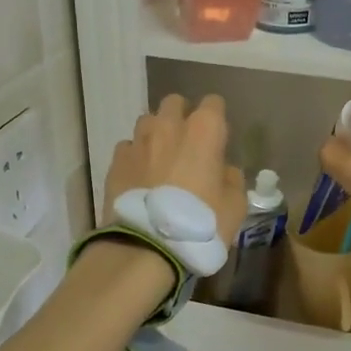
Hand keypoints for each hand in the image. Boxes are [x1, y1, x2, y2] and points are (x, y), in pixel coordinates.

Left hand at [105, 94, 248, 244]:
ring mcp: (138, 141)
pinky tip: (140, 177)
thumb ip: (232, 179)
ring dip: (156, 134)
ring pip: (147, 122)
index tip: (218, 139)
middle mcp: (168, 126)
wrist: (148, 246)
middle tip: (187, 144)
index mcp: (204, 130)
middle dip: (181, 117)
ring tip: (160, 160)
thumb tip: (224, 171)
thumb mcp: (235, 205)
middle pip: (174, 103)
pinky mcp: (116, 161)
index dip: (216, 119)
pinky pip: (128, 148)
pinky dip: (135, 157)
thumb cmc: (201, 223)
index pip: (213, 104)